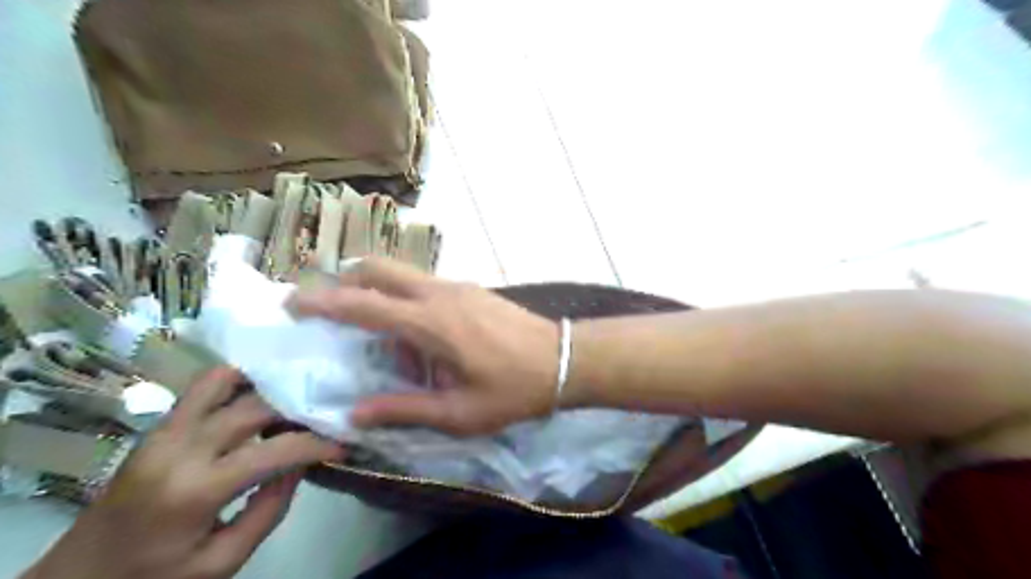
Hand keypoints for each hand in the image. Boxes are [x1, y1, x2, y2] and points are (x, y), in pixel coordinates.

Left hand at [26, 366, 340, 578]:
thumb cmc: (154, 578)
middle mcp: (179, 448)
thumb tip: (301, 463)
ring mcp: (164, 431)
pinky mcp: (158, 427)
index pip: (275, 450)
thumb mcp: (221, 562)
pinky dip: (237, 379)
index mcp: (195, 490)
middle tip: (324, 417)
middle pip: (255, 407)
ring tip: (295, 396)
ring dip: (266, 385)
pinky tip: (260, 390)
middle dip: (298, 408)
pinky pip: (202, 387)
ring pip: (225, 382)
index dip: (317, 443)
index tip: (342, 443)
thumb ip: (269, 510)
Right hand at [284, 261, 559, 435]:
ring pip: (402, 272)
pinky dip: (404, 296)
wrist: (564, 360)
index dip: (322, 302)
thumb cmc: (513, 390)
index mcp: (429, 324)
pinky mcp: (471, 288)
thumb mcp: (458, 413)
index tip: (291, 304)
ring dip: (377, 289)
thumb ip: (404, 410)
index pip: (362, 304)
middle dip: (344, 279)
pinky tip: (416, 332)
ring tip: (375, 329)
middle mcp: (438, 294)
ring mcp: (457, 286)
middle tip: (327, 306)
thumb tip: (354, 414)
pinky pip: (425, 283)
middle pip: (378, 268)